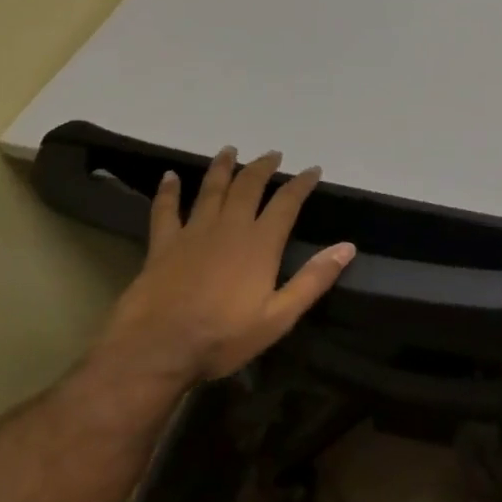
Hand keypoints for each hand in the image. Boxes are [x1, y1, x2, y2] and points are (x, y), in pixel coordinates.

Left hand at [98, 147, 354, 385]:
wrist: (154, 352)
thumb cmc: (221, 338)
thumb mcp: (279, 317)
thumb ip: (313, 280)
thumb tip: (347, 247)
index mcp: (260, 243)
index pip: (286, 203)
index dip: (301, 183)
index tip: (312, 170)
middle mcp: (229, 228)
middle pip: (248, 187)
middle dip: (263, 167)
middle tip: (273, 154)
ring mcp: (193, 234)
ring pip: (211, 190)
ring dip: (222, 167)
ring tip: (230, 150)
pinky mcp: (162, 246)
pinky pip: (165, 211)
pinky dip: (168, 191)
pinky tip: (169, 177)